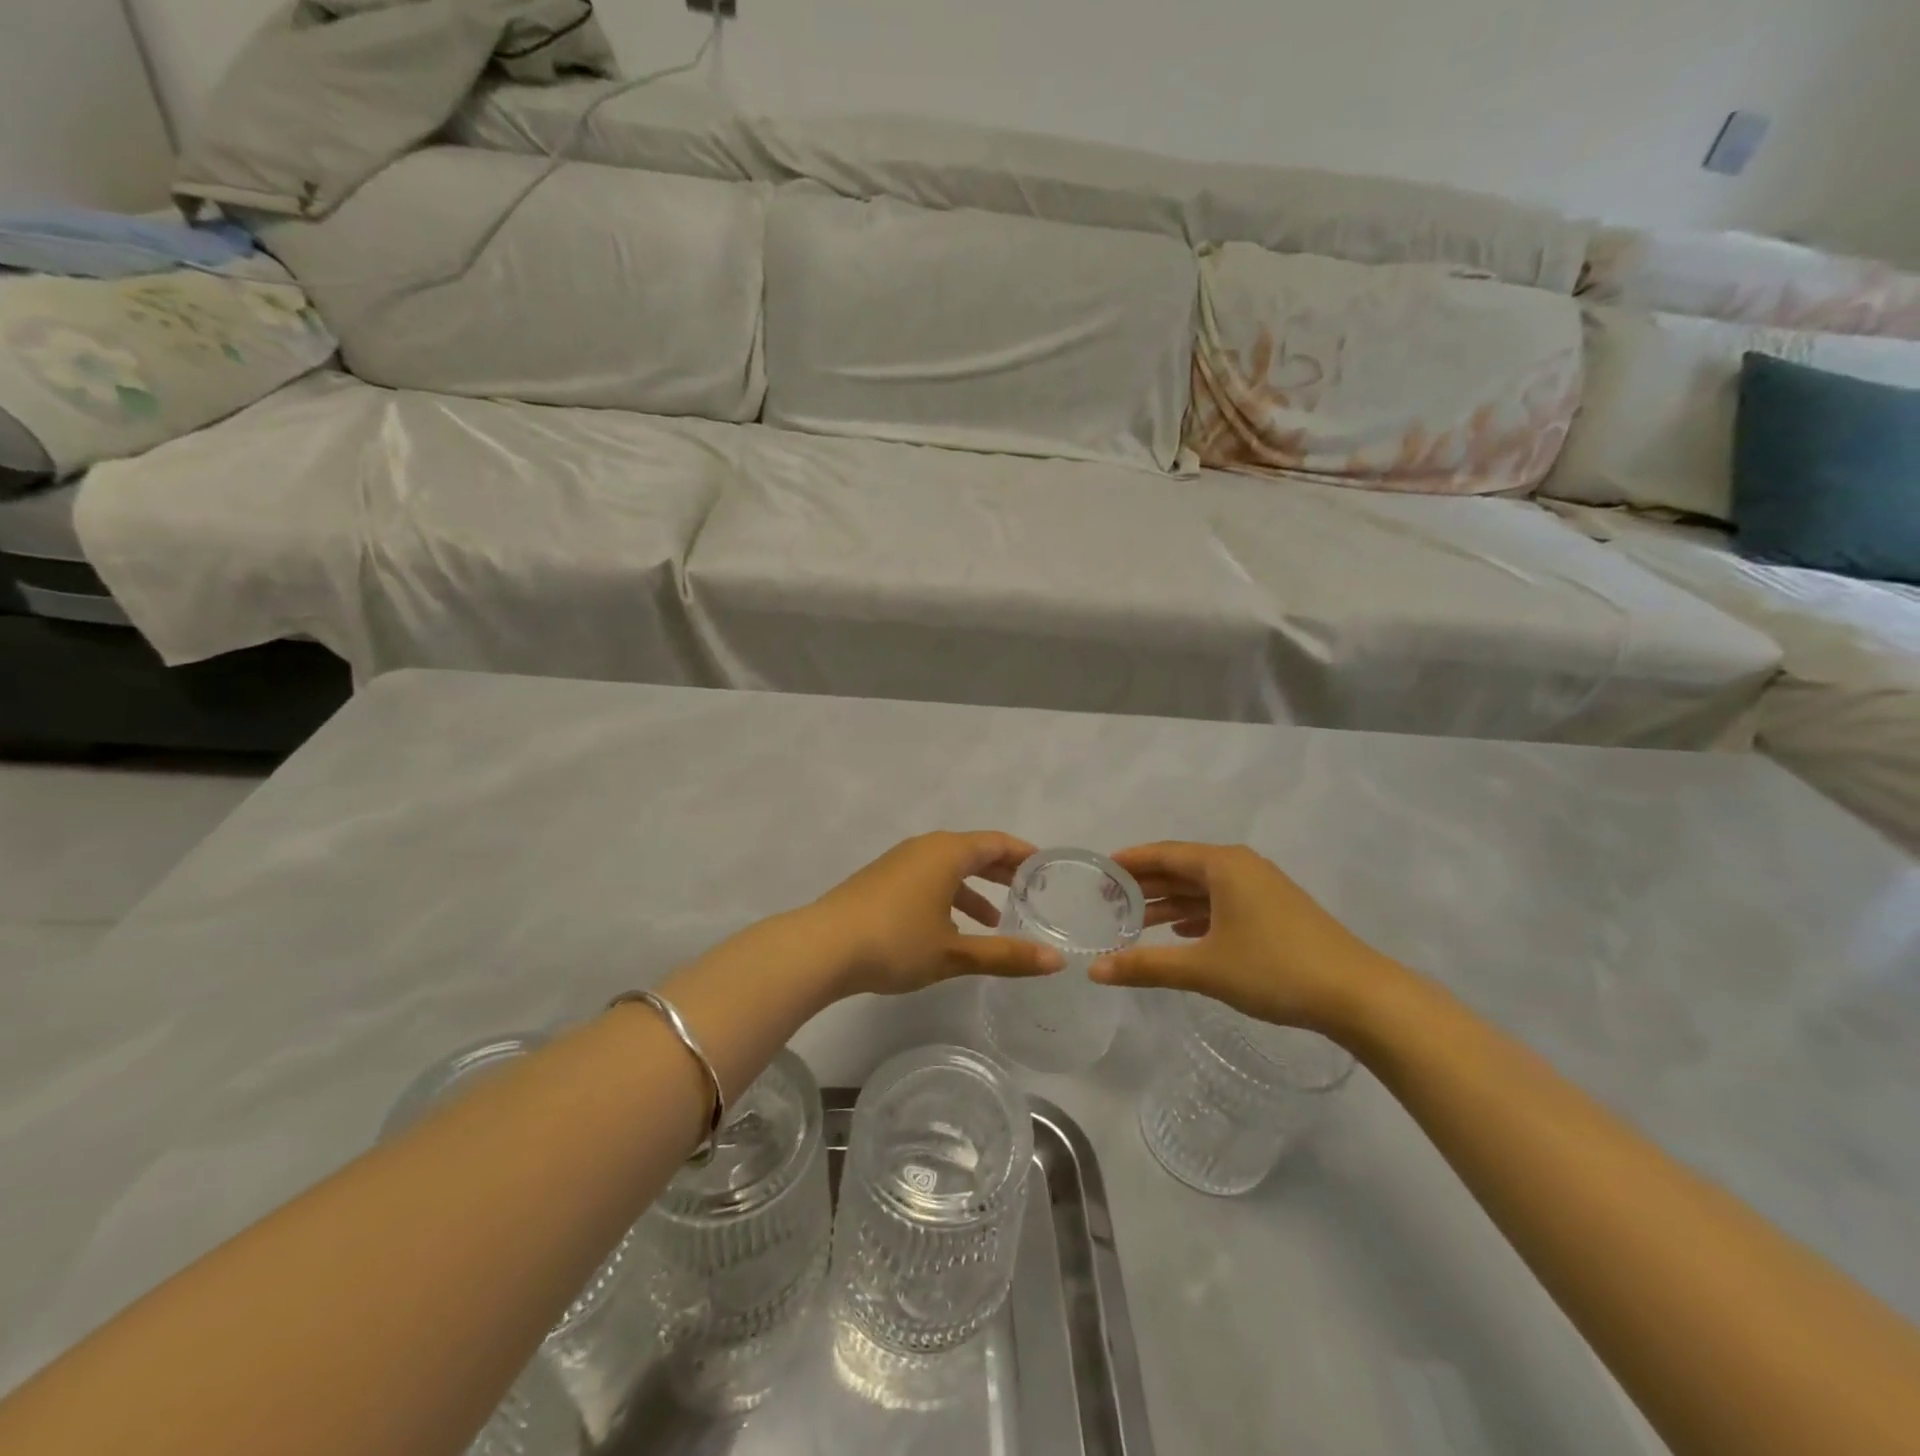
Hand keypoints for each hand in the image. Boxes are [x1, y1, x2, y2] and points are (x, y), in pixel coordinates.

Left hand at [805, 831, 1064, 996]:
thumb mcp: (954, 953)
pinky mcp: (880, 881)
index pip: (996, 842)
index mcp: (947, 852)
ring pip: (948, 867)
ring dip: (973, 888)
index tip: (1047, 868)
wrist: (822, 947)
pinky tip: (950, 929)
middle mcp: (924, 848)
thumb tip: (1056, 962)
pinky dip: (947, 895)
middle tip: (1031, 891)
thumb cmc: (896, 942)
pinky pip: (926, 878)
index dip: (1024, 854)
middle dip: (1002, 871)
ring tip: (995, 920)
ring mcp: (898, 863)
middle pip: (973, 851)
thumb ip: (1006, 955)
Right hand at [1090, 842, 1404, 1034]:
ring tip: (1132, 922)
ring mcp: (1261, 889)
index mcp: (1223, 865)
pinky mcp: (1275, 912)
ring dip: (1168, 903)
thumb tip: (1094, 972)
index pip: (1163, 853)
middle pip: (1181, 868)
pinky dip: (1196, 915)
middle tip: (1106, 901)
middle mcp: (1241, 867)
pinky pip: (1222, 904)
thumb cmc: (1274, 969)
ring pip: (1202, 889)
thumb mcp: (1204, 968)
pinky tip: (1179, 933)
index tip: (1098, 871)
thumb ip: (1146, 966)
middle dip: (1145, 884)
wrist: (1358, 995)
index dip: (1129, 861)